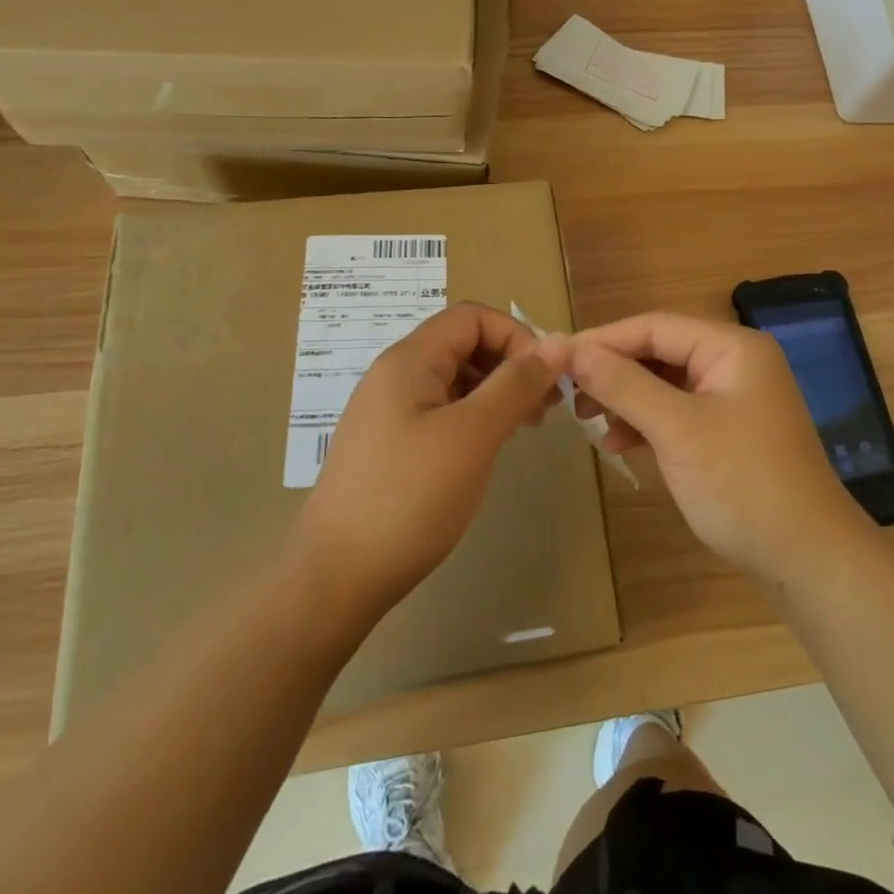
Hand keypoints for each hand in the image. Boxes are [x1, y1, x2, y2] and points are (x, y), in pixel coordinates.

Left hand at [290, 302, 567, 620]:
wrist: (336, 577)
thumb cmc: (410, 497)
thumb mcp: (473, 435)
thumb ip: (515, 384)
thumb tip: (557, 343)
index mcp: (410, 359)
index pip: (472, 316)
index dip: (516, 336)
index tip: (546, 380)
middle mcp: (396, 374)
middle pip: (463, 344)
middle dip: (510, 365)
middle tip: (545, 408)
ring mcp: (389, 411)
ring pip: (454, 379)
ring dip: (495, 392)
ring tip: (524, 429)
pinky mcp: (389, 444)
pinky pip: (440, 410)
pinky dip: (473, 417)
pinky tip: (488, 448)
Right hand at [570, 312, 867, 582]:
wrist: (808, 560)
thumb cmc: (743, 484)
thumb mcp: (677, 430)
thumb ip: (624, 385)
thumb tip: (573, 351)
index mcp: (731, 347)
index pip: (654, 327)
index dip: (603, 340)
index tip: (556, 358)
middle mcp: (734, 361)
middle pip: (658, 351)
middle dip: (613, 371)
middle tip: (567, 393)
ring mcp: (733, 396)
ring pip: (663, 382)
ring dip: (625, 398)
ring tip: (586, 419)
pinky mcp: (728, 429)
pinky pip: (676, 410)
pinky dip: (646, 423)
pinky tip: (618, 443)